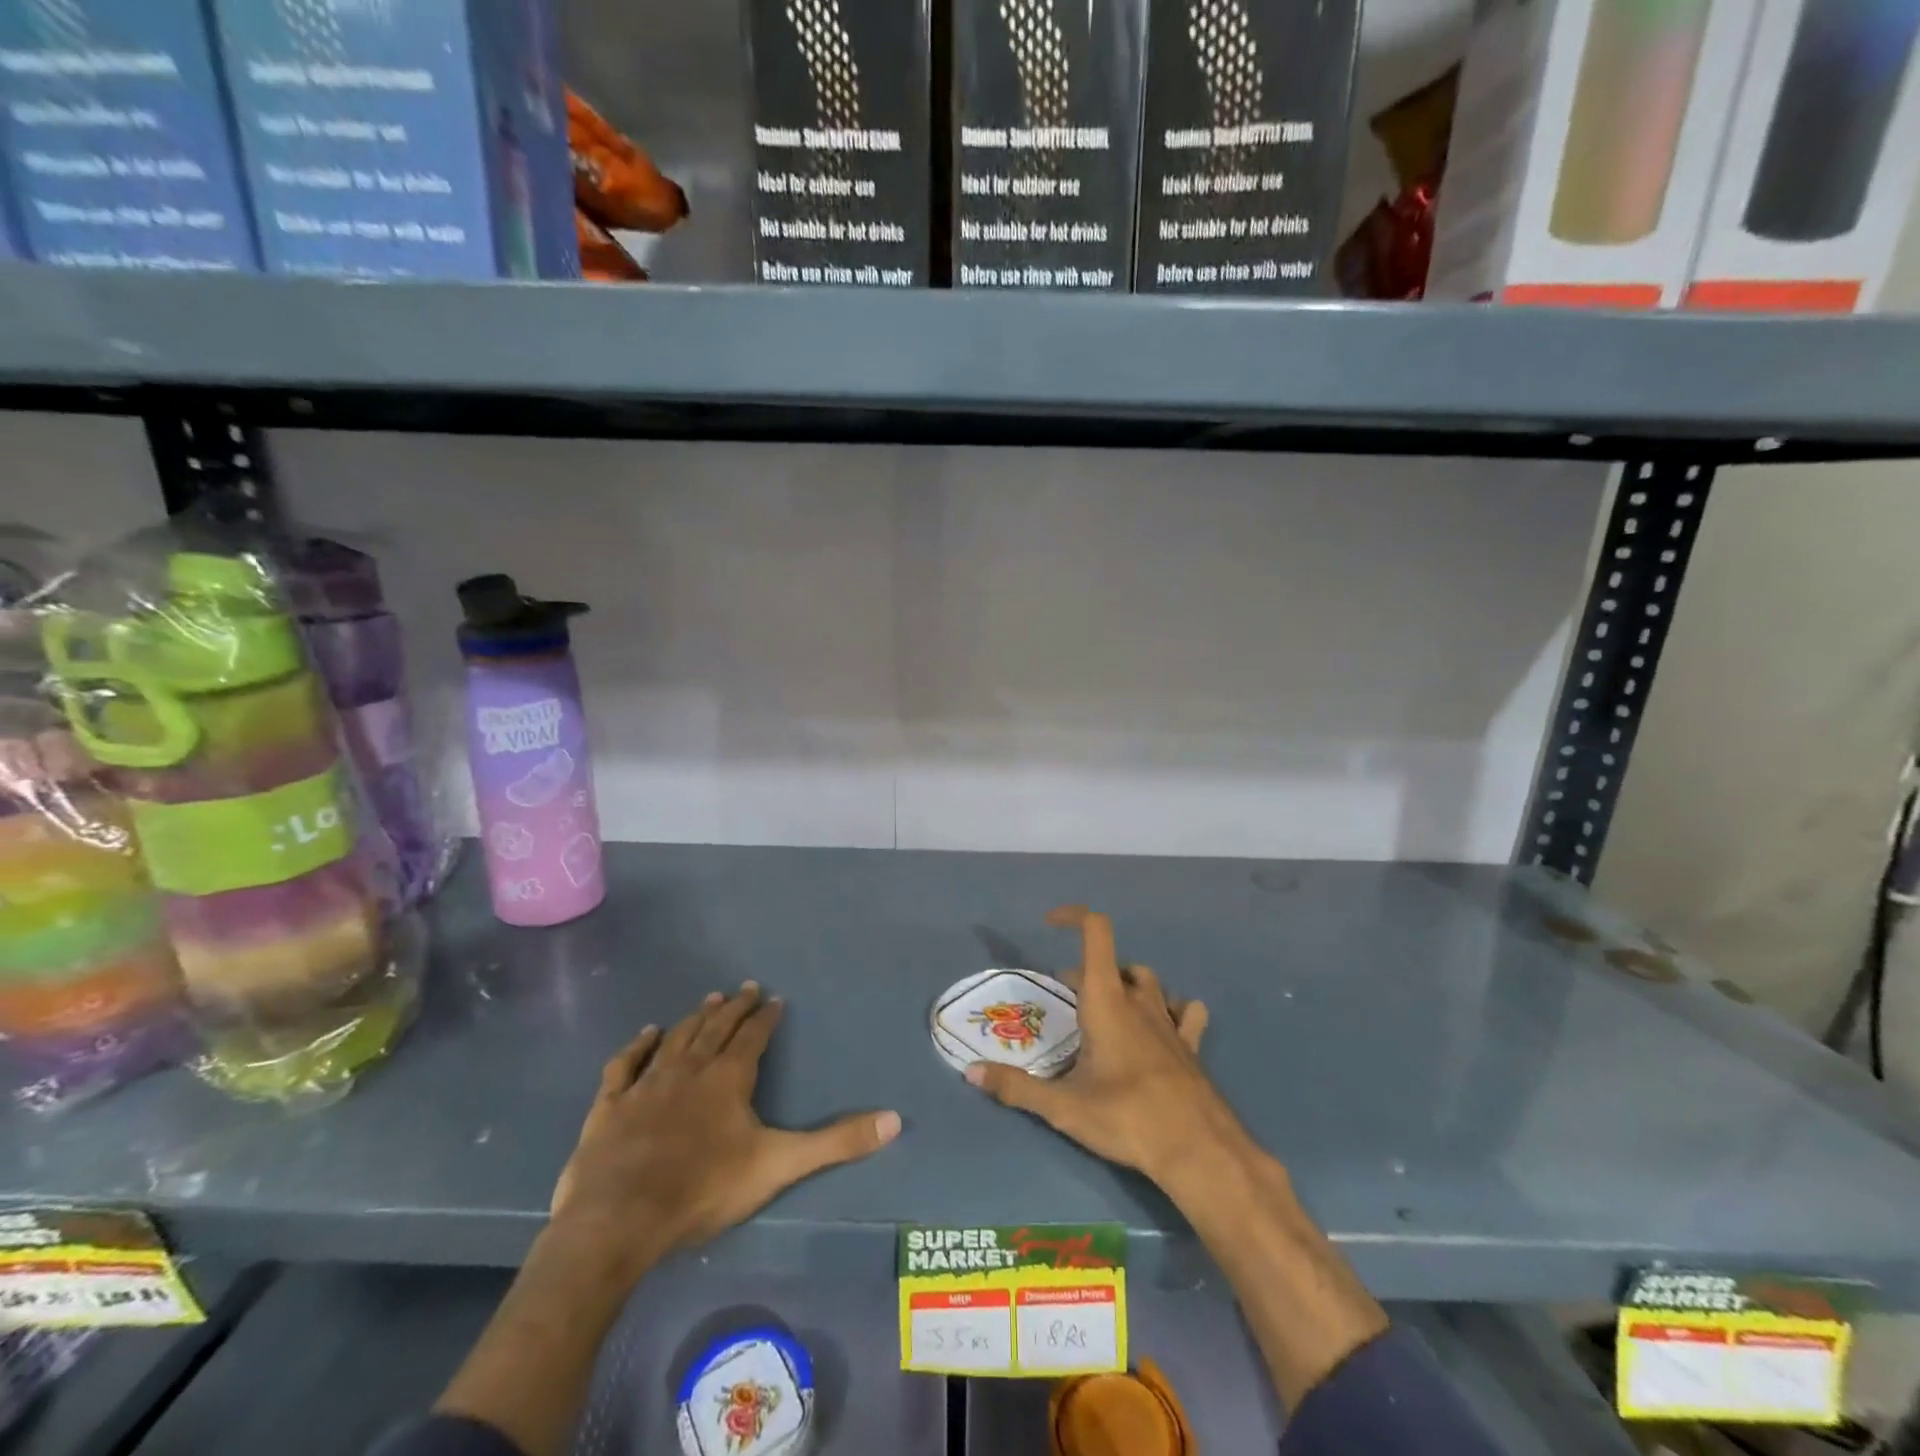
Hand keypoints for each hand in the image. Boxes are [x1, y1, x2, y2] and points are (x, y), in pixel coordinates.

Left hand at [550, 983, 901, 1282]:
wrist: (620, 1218)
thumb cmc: (704, 1189)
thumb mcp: (779, 1165)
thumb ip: (836, 1142)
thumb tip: (894, 1120)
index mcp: (729, 1078)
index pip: (752, 1036)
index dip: (765, 1018)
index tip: (774, 999)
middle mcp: (690, 1068)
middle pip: (716, 1028)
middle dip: (733, 1007)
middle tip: (745, 987)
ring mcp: (647, 1083)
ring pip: (677, 1038)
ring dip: (695, 1018)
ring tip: (709, 999)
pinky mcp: (611, 1104)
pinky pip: (627, 1063)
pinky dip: (639, 1045)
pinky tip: (648, 1033)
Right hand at [965, 906, 1241, 1190]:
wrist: (1198, 1150)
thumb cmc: (1126, 1118)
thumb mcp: (1063, 1106)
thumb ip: (1016, 1088)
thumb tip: (971, 1072)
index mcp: (1107, 999)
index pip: (1096, 932)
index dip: (1074, 916)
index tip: (1049, 924)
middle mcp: (1139, 1000)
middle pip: (1113, 964)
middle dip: (1085, 972)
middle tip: (1065, 999)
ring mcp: (1169, 1021)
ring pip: (1147, 981)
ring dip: (1125, 984)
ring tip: (1107, 1008)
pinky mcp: (1191, 1045)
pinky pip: (1185, 1012)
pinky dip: (1171, 1008)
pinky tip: (1161, 1026)